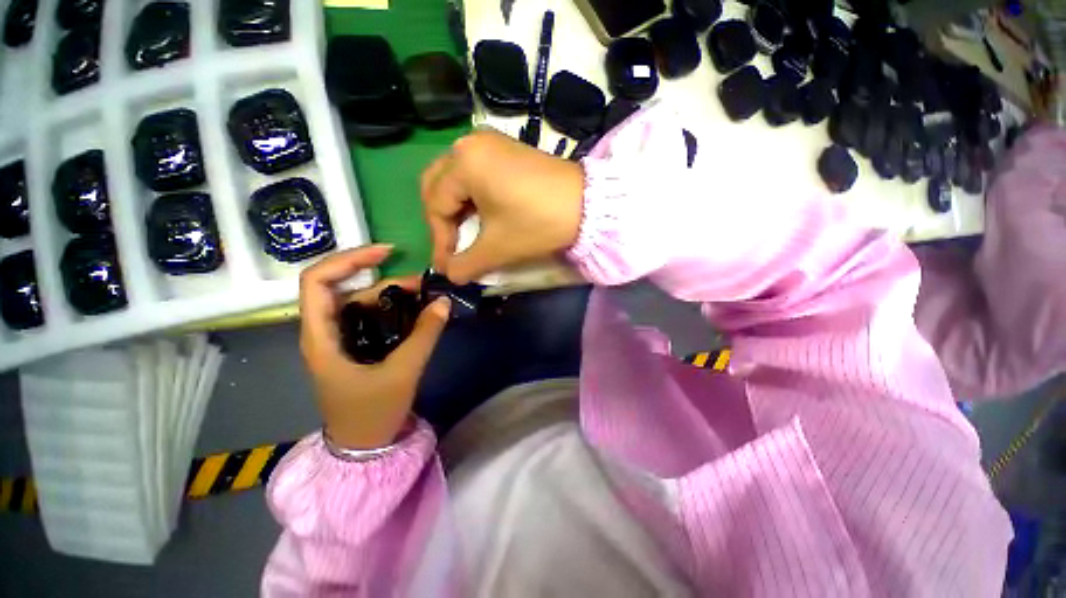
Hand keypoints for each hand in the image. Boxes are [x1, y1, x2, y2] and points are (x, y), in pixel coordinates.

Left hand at [299, 246, 450, 449]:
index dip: (348, 259)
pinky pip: (373, 317)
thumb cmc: (372, 414)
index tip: (386, 252)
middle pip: (348, 289)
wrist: (363, 447)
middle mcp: (325, 331)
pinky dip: (395, 309)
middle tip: (422, 285)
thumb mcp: (402, 373)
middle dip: (385, 280)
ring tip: (426, 298)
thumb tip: (443, 302)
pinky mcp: (356, 346)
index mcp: (321, 336)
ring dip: (394, 296)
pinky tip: (417, 313)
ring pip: (363, 302)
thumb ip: (424, 335)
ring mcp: (341, 339)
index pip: (317, 281)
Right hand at [420, 129, 584, 283]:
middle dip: (442, 220)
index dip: (439, 240)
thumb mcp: (497, 247)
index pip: (436, 205)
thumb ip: (466, 264)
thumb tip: (450, 275)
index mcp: (463, 162)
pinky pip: (475, 172)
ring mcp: (490, 143)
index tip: (446, 267)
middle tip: (451, 246)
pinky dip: (472, 196)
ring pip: (456, 178)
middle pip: (439, 185)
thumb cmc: (538, 223)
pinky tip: (482, 216)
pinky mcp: (507, 150)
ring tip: (465, 234)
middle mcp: (470, 144)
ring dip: (456, 208)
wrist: (589, 206)